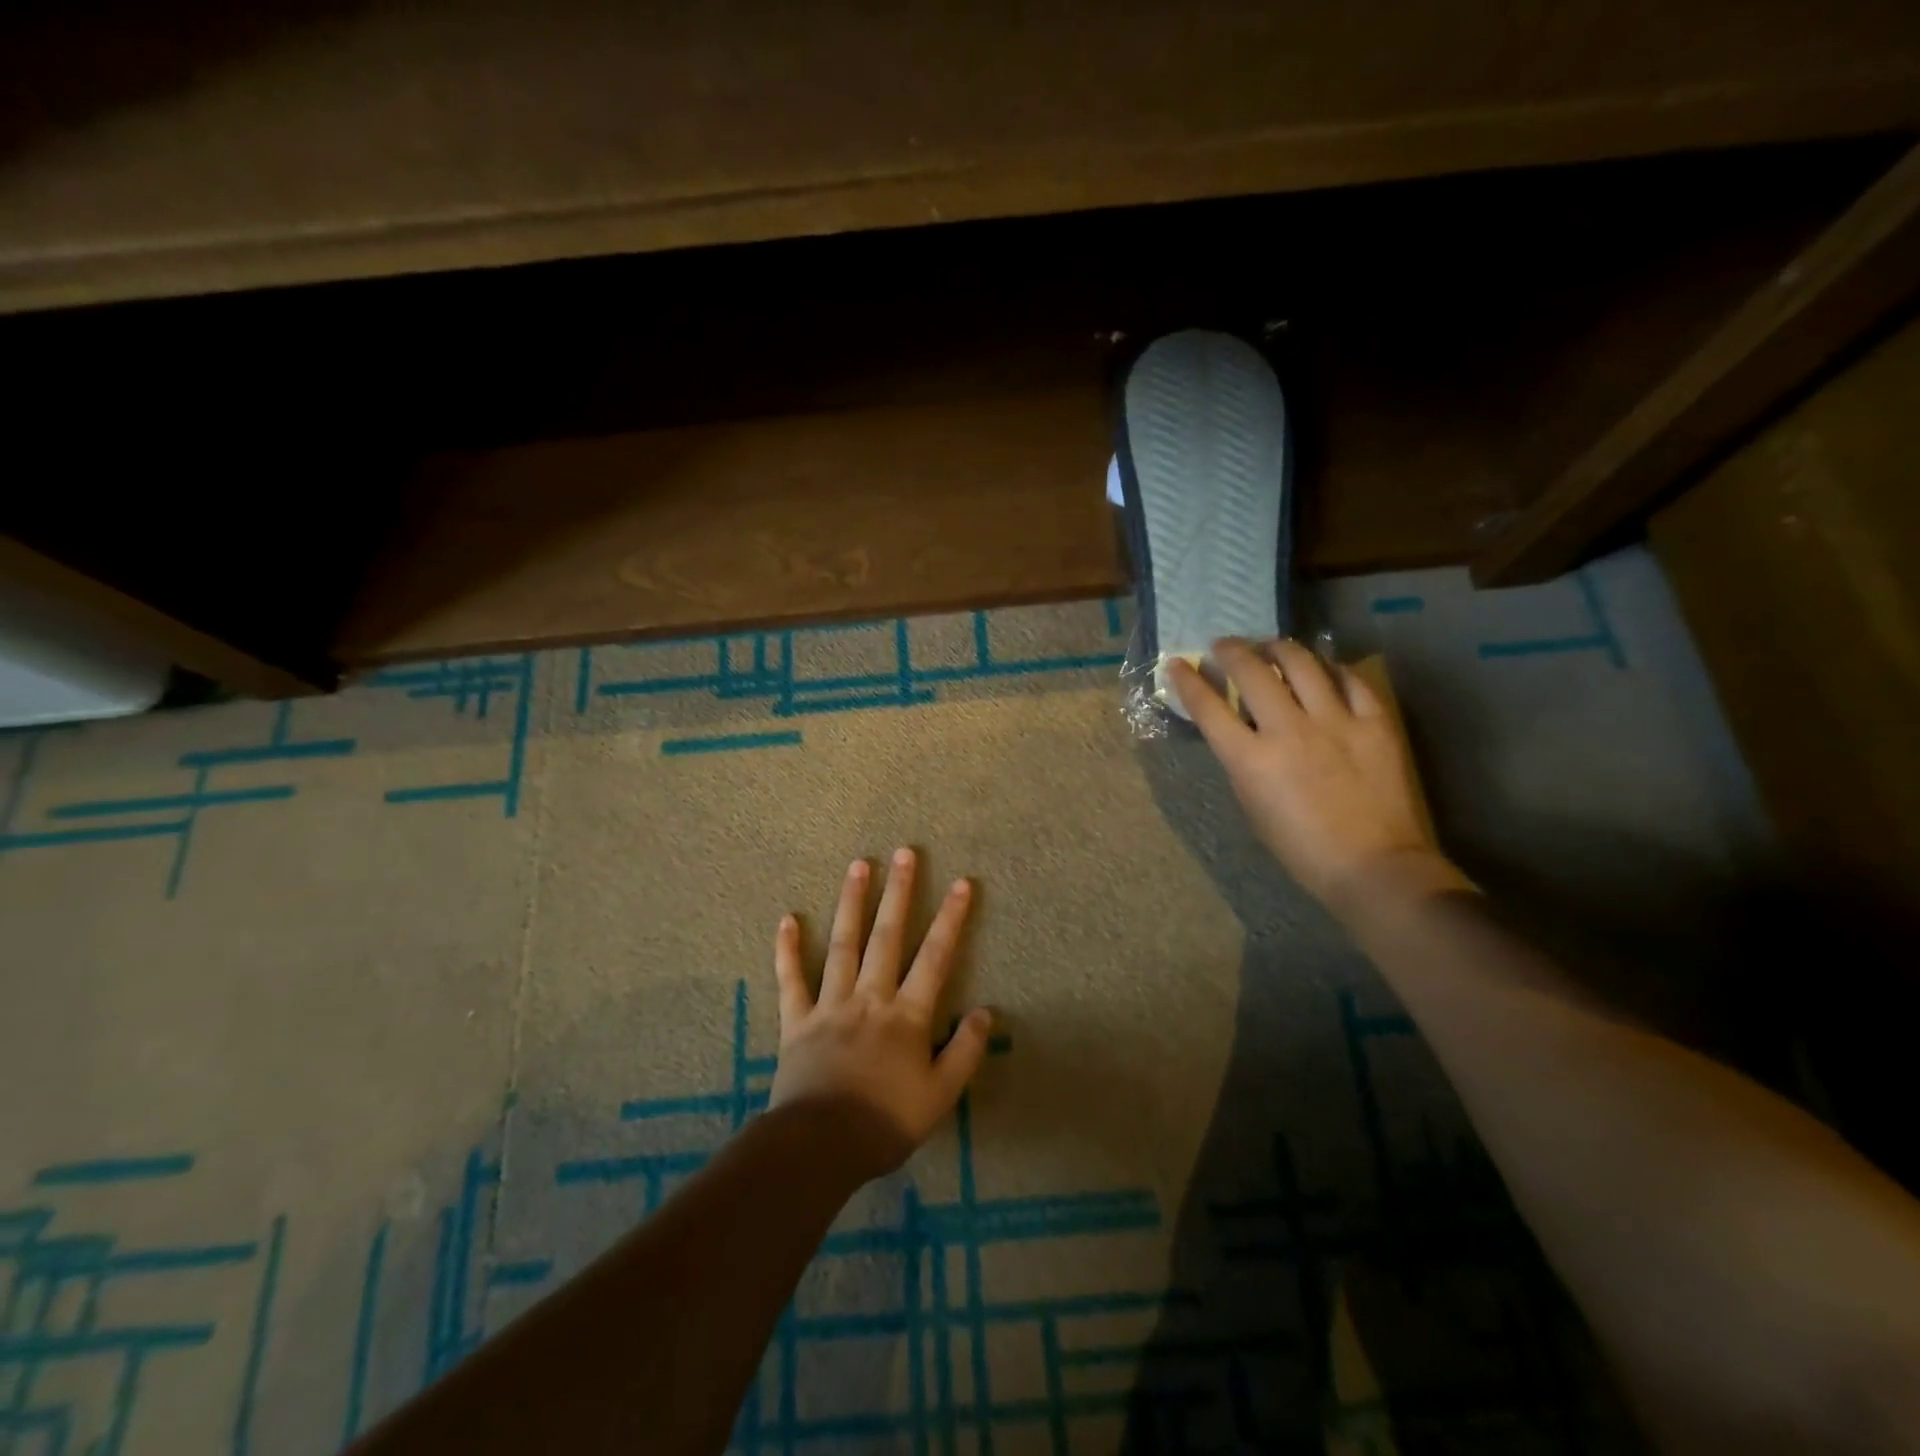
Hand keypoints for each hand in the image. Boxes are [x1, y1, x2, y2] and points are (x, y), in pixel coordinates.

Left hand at [770, 849, 992, 1180]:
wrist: (820, 1148)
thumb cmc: (885, 1122)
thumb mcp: (940, 1096)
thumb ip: (965, 1052)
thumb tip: (985, 1011)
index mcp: (907, 1015)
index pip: (935, 957)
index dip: (951, 919)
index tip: (962, 883)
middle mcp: (870, 997)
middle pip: (887, 936)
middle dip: (900, 892)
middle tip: (905, 852)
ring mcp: (830, 1004)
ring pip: (843, 944)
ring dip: (852, 903)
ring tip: (859, 864)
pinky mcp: (797, 1020)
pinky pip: (791, 979)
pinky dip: (788, 949)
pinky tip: (787, 919)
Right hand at [1170, 638, 1458, 917]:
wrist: (1373, 866)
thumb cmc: (1301, 849)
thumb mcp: (1253, 806)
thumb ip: (1242, 763)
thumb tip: (1239, 731)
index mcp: (1251, 759)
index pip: (1209, 707)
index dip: (1189, 681)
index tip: (1178, 663)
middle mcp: (1288, 730)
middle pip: (1252, 672)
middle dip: (1231, 651)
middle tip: (1224, 646)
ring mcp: (1335, 722)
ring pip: (1302, 664)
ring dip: (1279, 648)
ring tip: (1271, 647)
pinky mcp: (1374, 723)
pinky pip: (1352, 680)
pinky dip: (1332, 669)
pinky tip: (1324, 667)